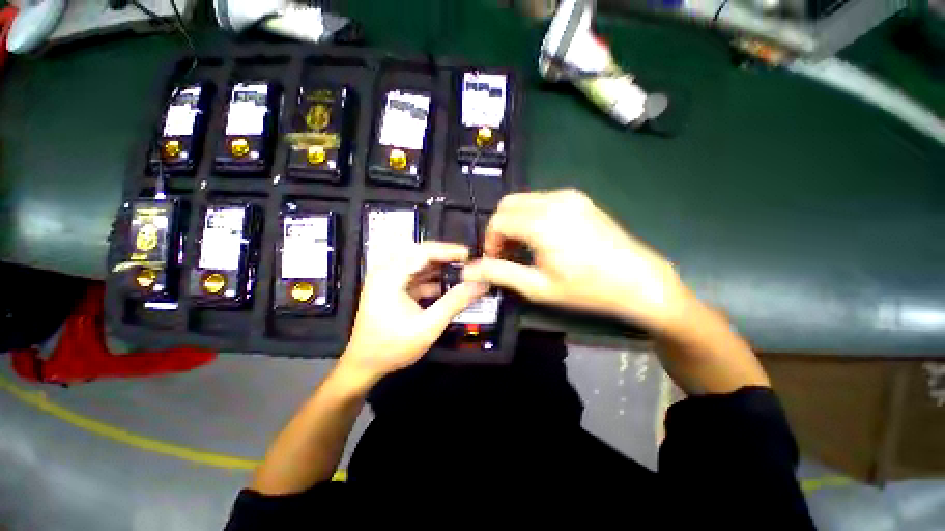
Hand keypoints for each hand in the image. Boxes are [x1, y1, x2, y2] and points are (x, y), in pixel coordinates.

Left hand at [340, 241, 487, 383]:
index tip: (470, 255)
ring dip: (440, 268)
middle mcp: (387, 271)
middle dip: (445, 257)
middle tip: (468, 261)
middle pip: (420, 254)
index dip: (448, 251)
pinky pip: (416, 276)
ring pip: (419, 264)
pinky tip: (449, 285)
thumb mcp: (428, 326)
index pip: (423, 252)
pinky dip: (433, 279)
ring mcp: (389, 279)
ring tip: (463, 271)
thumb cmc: (393, 347)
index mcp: (389, 275)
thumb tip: (480, 285)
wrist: (365, 365)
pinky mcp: (393, 288)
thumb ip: (455, 302)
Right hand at [463, 189, 689, 331]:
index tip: (495, 260)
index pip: (497, 220)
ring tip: (523, 248)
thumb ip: (500, 274)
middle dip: (499, 228)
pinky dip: (531, 216)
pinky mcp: (580, 199)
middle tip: (506, 254)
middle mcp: (554, 200)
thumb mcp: (538, 287)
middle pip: (508, 205)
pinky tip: (542, 238)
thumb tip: (468, 271)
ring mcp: (569, 196)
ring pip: (524, 200)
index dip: (489, 240)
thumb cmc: (587, 289)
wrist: (640, 281)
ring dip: (515, 221)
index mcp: (542, 222)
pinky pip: (542, 201)